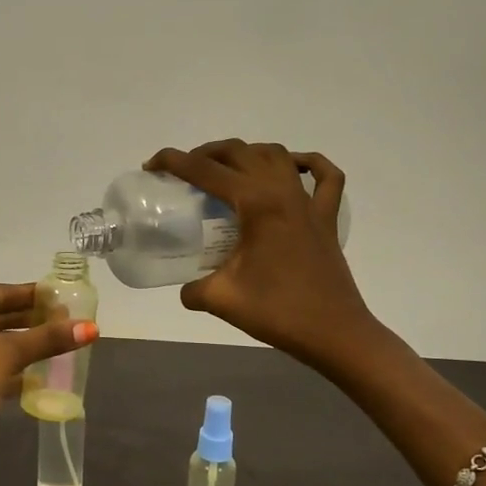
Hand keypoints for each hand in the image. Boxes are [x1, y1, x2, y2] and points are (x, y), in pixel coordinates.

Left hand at [0, 283, 97, 485]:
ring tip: (60, 344)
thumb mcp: (7, 355)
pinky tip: (38, 374)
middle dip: (28, 322)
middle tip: (67, 320)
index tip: (62, 296)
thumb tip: (92, 328)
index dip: (32, 296)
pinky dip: (6, 368)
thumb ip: (48, 339)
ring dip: (20, 346)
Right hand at [146, 140, 371, 372]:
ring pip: (276, 155)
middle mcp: (283, 192)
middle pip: (239, 152)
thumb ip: (194, 289)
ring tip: (225, 169)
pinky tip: (292, 167)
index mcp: (256, 204)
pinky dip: (307, 163)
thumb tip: (186, 289)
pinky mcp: (326, 219)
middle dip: (204, 153)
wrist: (334, 333)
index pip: (206, 170)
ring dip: (246, 153)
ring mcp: (309, 203)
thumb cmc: (278, 312)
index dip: (173, 162)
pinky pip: (325, 177)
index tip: (151, 166)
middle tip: (182, 172)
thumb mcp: (221, 299)